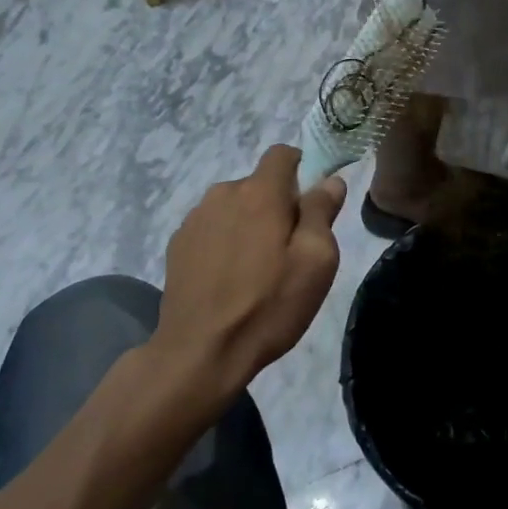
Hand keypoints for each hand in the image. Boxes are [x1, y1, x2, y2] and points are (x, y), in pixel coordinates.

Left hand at [156, 145, 345, 401]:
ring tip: (258, 270)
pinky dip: (226, 242)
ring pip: (235, 207)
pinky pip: (213, 228)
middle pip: (260, 184)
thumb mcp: (316, 261)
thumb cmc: (268, 305)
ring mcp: (195, 219)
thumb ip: (322, 211)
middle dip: (278, 205)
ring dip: (250, 224)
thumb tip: (330, 181)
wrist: (199, 354)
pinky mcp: (177, 245)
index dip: (303, 170)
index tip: (313, 203)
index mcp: (259, 192)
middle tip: (290, 250)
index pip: (283, 154)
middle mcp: (223, 194)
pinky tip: (230, 280)